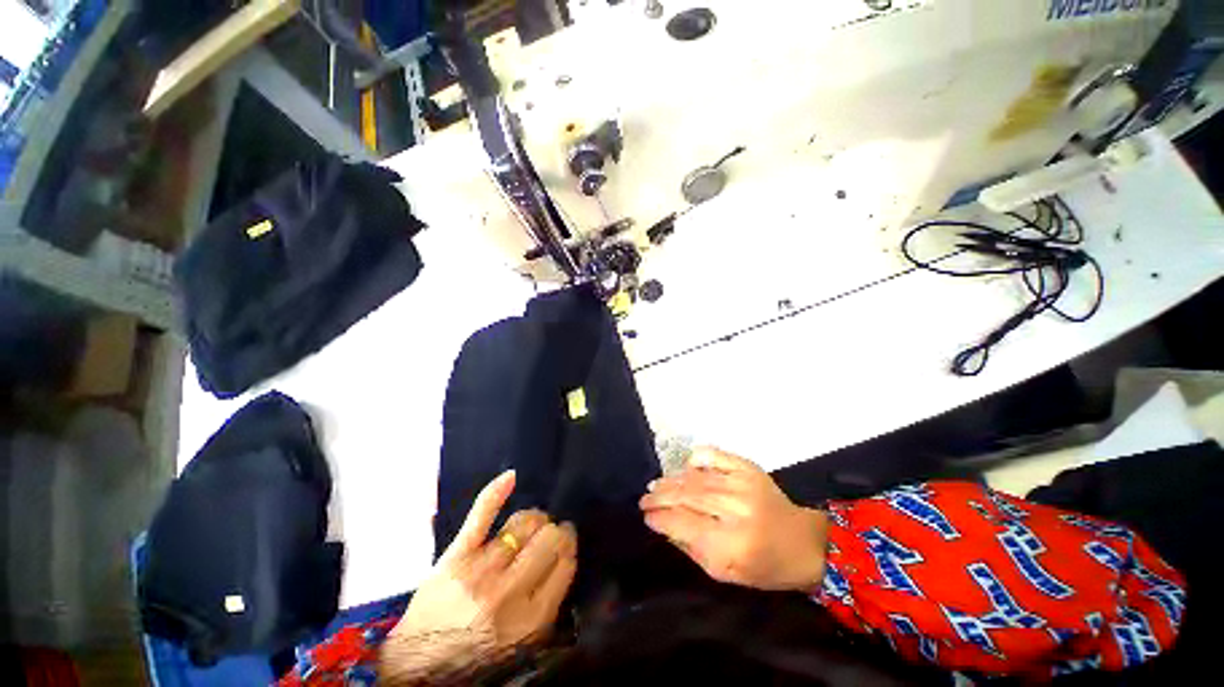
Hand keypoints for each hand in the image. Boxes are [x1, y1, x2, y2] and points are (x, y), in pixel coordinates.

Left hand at [385, 471, 576, 676]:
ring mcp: (481, 569)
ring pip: (523, 523)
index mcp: (531, 619)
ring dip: (534, 518)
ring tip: (532, 523)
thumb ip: (549, 603)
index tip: (566, 540)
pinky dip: (497, 491)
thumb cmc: (477, 657)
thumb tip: (564, 556)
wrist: (418, 666)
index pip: (565, 562)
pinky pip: (482, 514)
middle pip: (548, 539)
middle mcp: (509, 591)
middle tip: (550, 534)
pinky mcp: (456, 555)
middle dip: (554, 531)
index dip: (569, 545)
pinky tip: (511, 477)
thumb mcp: (523, 646)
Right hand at [640, 447, 828, 591]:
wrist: (803, 542)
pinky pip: (714, 456)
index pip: (683, 524)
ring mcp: (742, 484)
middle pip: (687, 496)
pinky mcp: (748, 468)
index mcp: (732, 544)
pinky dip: (696, 459)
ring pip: (696, 477)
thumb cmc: (763, 566)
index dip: (660, 518)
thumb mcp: (724, 573)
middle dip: (660, 497)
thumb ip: (691, 547)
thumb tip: (663, 524)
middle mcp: (736, 509)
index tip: (646, 517)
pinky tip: (684, 466)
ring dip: (671, 480)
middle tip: (644, 499)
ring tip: (656, 485)